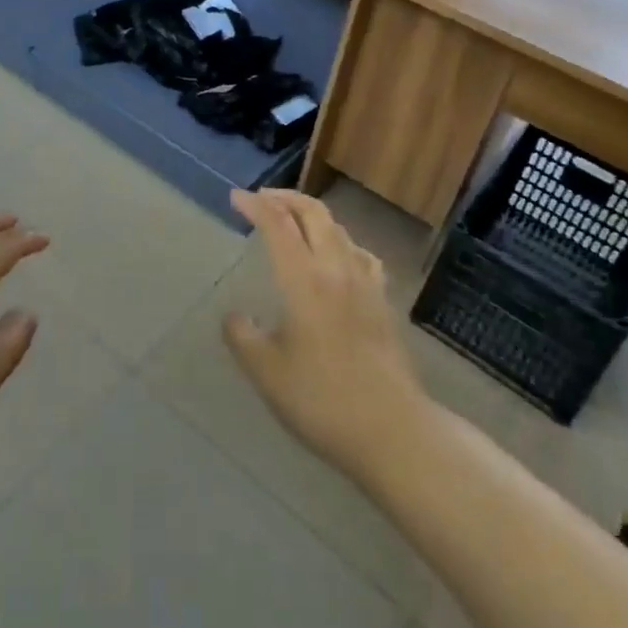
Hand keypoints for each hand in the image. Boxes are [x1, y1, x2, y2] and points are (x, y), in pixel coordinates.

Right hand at [224, 188, 431, 488]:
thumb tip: (235, 316)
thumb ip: (243, 337)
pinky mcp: (384, 302)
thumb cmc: (322, 401)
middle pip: (313, 213)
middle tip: (262, 199)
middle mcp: (336, 270)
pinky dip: (340, 240)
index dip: (255, 205)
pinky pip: (360, 253)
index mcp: (304, 281)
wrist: (393, 430)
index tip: (235, 197)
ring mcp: (365, 283)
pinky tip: (338, 256)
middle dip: (285, 198)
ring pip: (339, 229)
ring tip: (293, 222)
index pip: (277, 225)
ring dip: (312, 215)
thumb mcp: (267, 373)